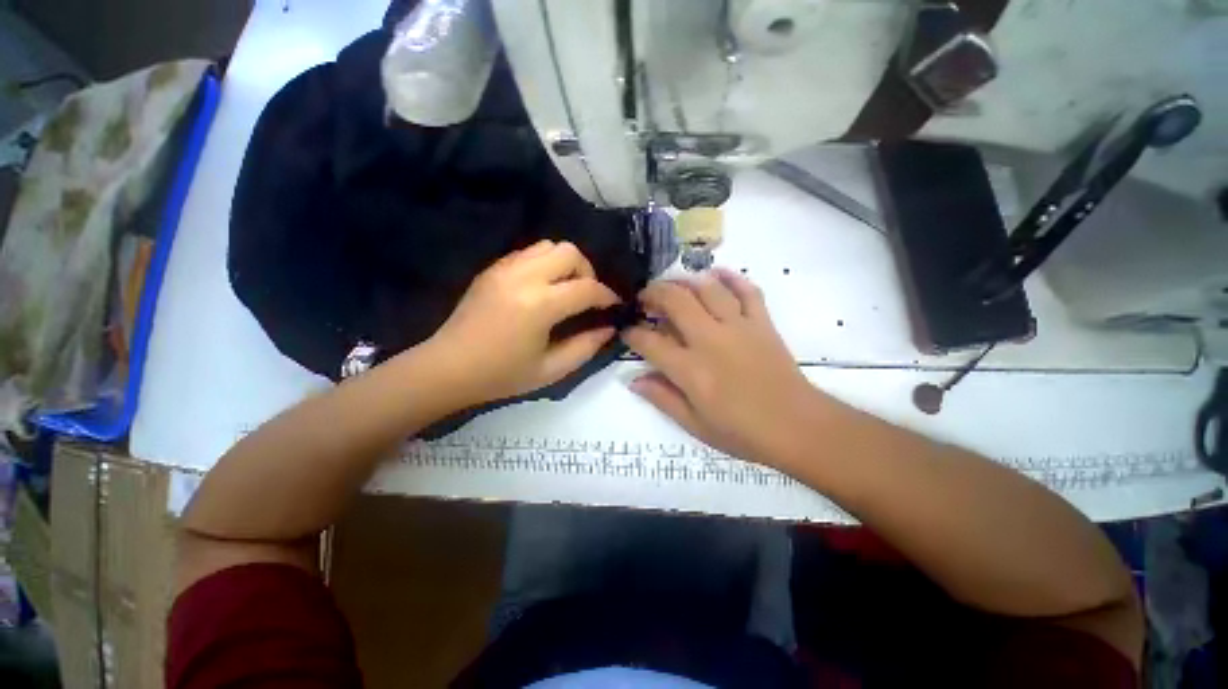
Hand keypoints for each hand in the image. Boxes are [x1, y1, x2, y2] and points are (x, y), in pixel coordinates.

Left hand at [429, 240, 620, 403]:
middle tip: (586, 296)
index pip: (587, 288)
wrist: (448, 368)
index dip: (607, 295)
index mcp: (540, 305)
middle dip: (587, 272)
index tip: (614, 305)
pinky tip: (541, 288)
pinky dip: (544, 263)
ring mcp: (504, 268)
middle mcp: (523, 277)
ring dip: (565, 264)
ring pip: (549, 246)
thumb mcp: (551, 370)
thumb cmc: (502, 375)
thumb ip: (586, 347)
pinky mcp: (492, 269)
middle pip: (569, 252)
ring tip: (565, 290)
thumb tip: (608, 328)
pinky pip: (528, 253)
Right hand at [622, 269, 830, 467]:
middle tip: (644, 299)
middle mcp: (710, 339)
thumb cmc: (742, 432)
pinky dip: (731, 278)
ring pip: (706, 288)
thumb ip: (662, 398)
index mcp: (690, 369)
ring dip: (684, 282)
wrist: (797, 427)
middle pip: (675, 301)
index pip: (649, 342)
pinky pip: (747, 290)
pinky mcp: (762, 322)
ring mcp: (738, 326)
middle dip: (653, 294)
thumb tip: (633, 380)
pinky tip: (716, 275)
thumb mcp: (694, 425)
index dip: (632, 334)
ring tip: (673, 288)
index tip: (627, 332)